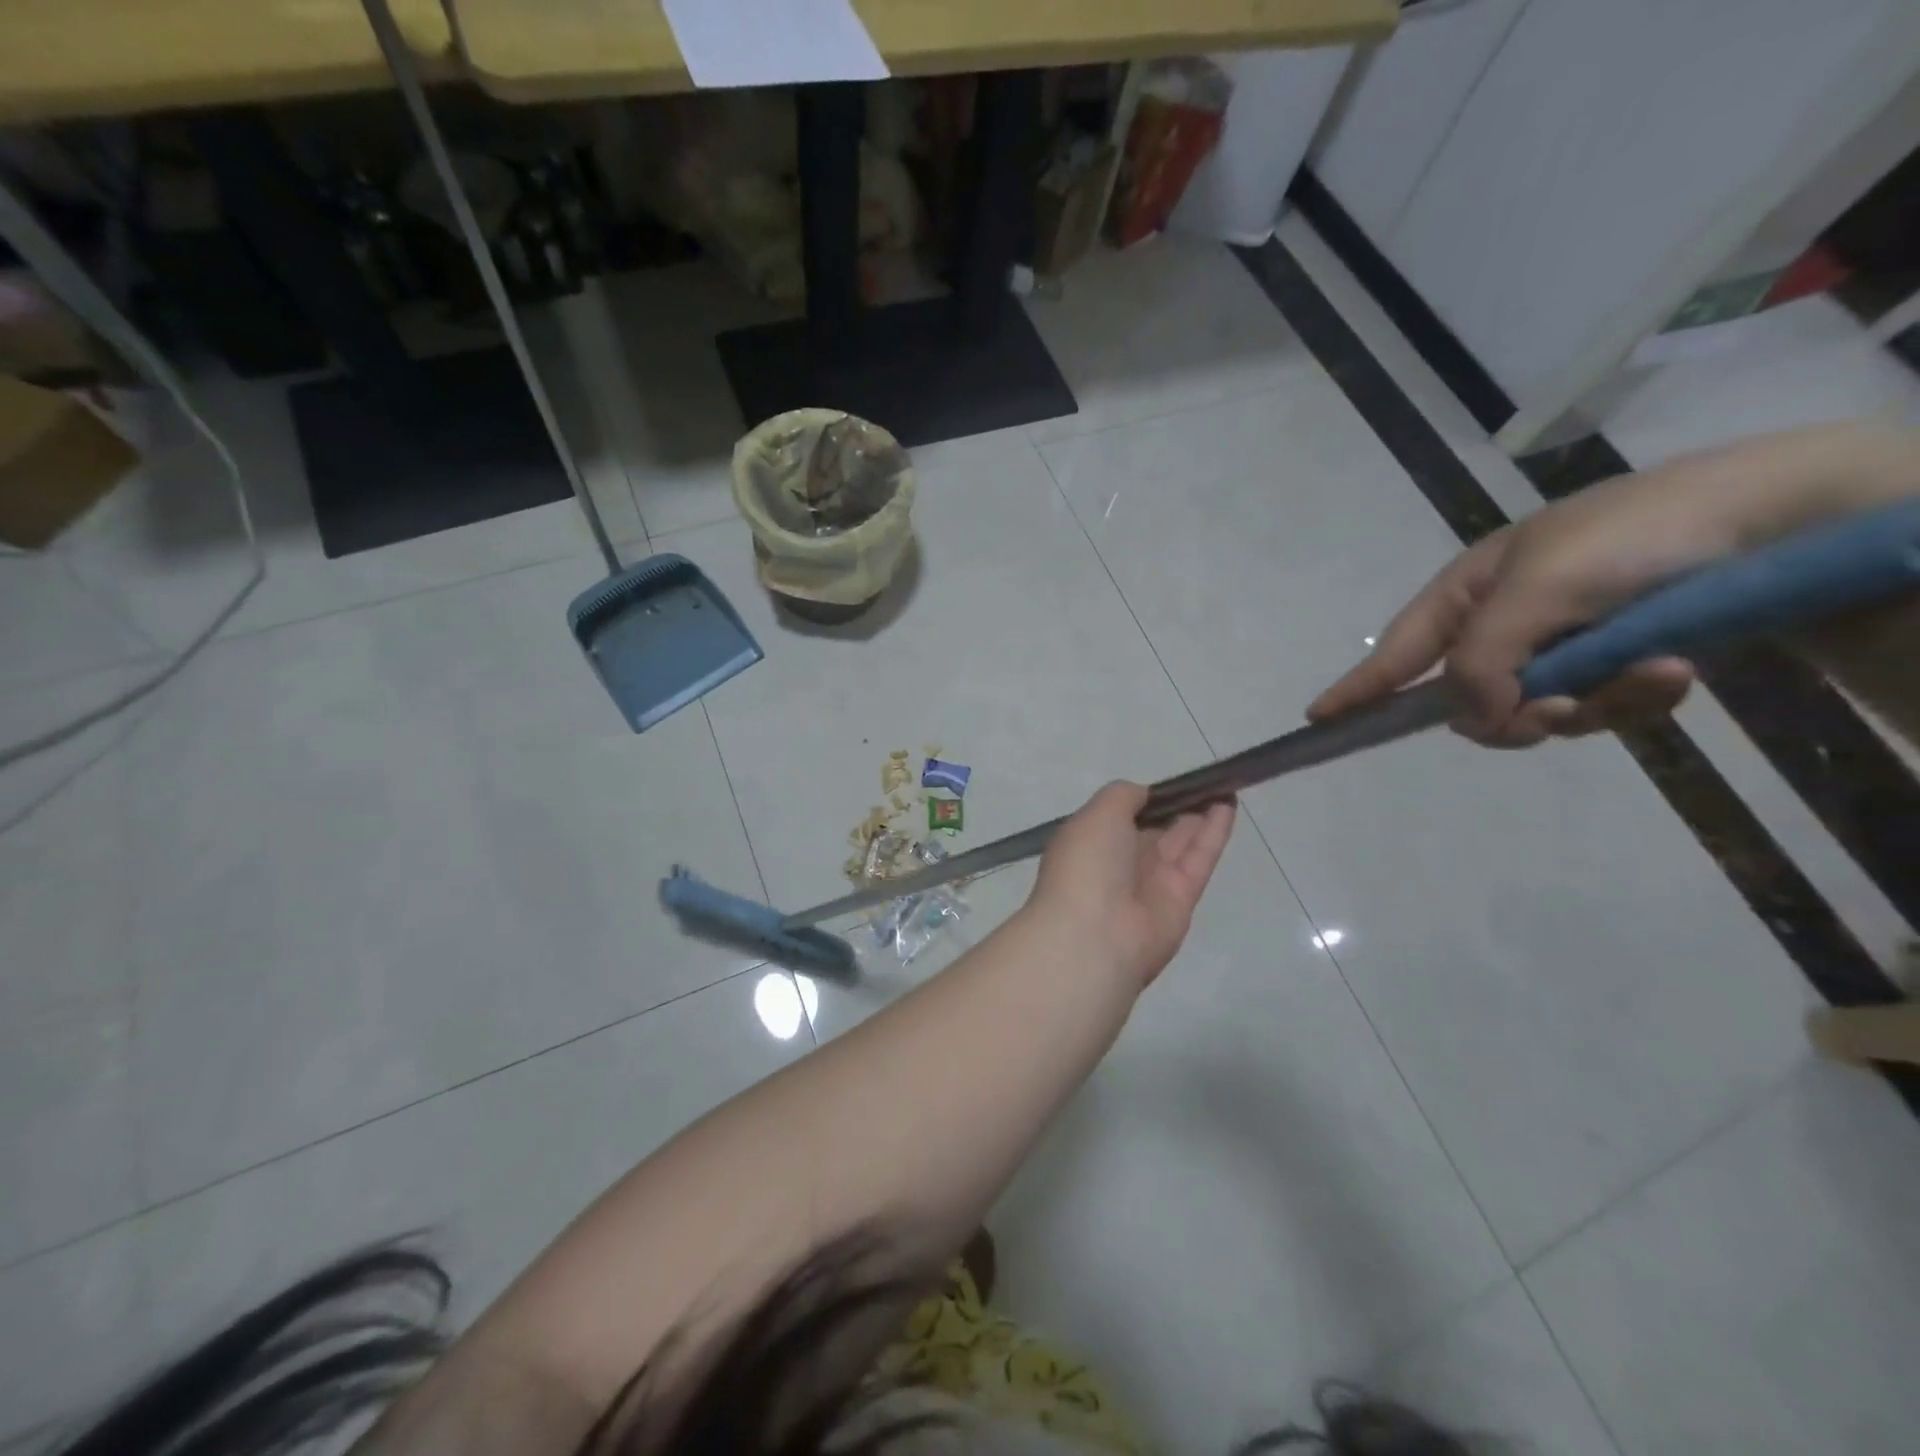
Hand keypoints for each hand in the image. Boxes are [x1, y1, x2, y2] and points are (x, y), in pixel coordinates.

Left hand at [1027, 782, 1234, 989]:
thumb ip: (1123, 797)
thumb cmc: (1087, 864)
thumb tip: (1144, 795)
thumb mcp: (1097, 814)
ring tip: (1222, 788)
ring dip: (1199, 816)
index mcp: (1089, 843)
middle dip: (1175, 807)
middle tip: (1204, 783)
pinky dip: (1213, 833)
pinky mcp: (1181, 899)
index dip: (1144, 800)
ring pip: (1179, 843)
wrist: (1095, 936)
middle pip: (1153, 830)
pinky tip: (1227, 806)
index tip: (1168, 782)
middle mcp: (1118, 863)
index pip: (1119, 817)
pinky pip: (1199, 859)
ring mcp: (1150, 883)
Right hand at [1309, 422, 1919, 746]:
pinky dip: (1637, 698)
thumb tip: (1474, 714)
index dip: (1358, 688)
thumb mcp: (1538, 591)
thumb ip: (1482, 660)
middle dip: (1513, 713)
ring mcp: (1559, 645)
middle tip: (1552, 711)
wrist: (1780, 517)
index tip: (1317, 721)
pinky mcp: (1615, 662)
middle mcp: (1504, 623)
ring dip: (1591, 705)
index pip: (1397, 652)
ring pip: (1539, 712)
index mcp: (1469, 593)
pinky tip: (1677, 671)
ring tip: (1652, 672)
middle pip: (1471, 700)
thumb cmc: (1634, 538)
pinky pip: (1600, 708)